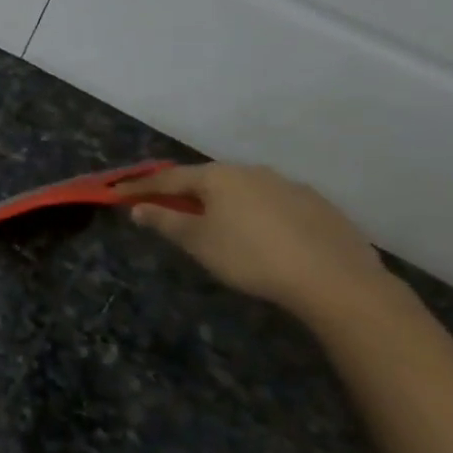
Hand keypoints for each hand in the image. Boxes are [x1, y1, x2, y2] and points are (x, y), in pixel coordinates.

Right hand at [115, 164, 395, 321]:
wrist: (335, 280)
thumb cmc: (251, 258)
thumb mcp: (198, 242)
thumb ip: (165, 222)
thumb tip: (137, 208)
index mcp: (219, 176)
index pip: (169, 178)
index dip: (141, 187)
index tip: (117, 193)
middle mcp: (252, 171)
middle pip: (208, 180)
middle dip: (184, 192)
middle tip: (166, 207)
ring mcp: (289, 186)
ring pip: (243, 190)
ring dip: (222, 203)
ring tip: (215, 225)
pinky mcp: (318, 206)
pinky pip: (273, 204)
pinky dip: (255, 215)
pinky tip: (260, 237)